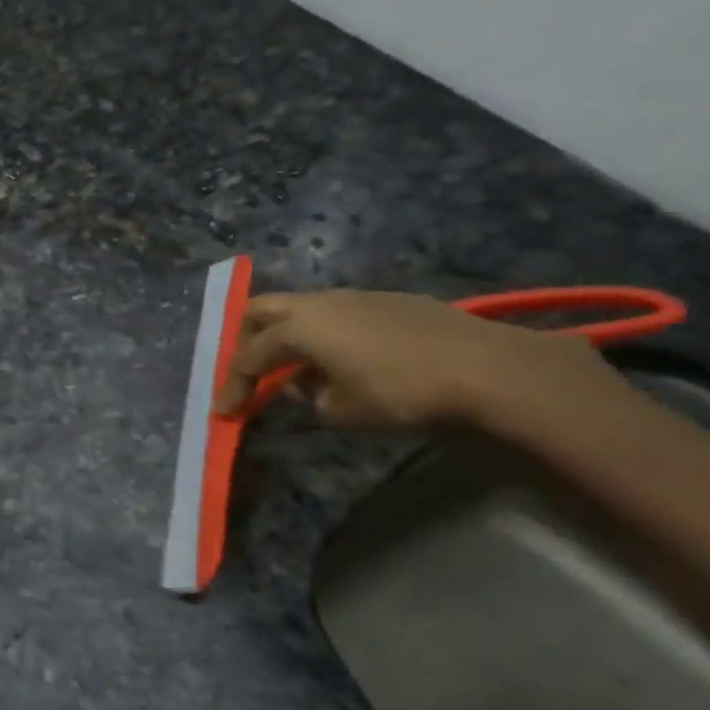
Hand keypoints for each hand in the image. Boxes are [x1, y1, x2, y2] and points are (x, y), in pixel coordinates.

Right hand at [212, 288, 624, 428]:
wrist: (485, 369)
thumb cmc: (399, 392)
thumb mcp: (341, 410)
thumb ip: (310, 397)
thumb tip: (303, 385)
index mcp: (300, 327)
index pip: (249, 356)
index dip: (233, 385)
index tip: (223, 412)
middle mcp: (322, 302)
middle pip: (263, 310)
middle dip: (245, 340)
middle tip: (244, 372)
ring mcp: (358, 296)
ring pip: (302, 309)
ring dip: (286, 337)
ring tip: (291, 371)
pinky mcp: (390, 301)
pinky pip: (336, 314)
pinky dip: (321, 335)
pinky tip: (338, 361)